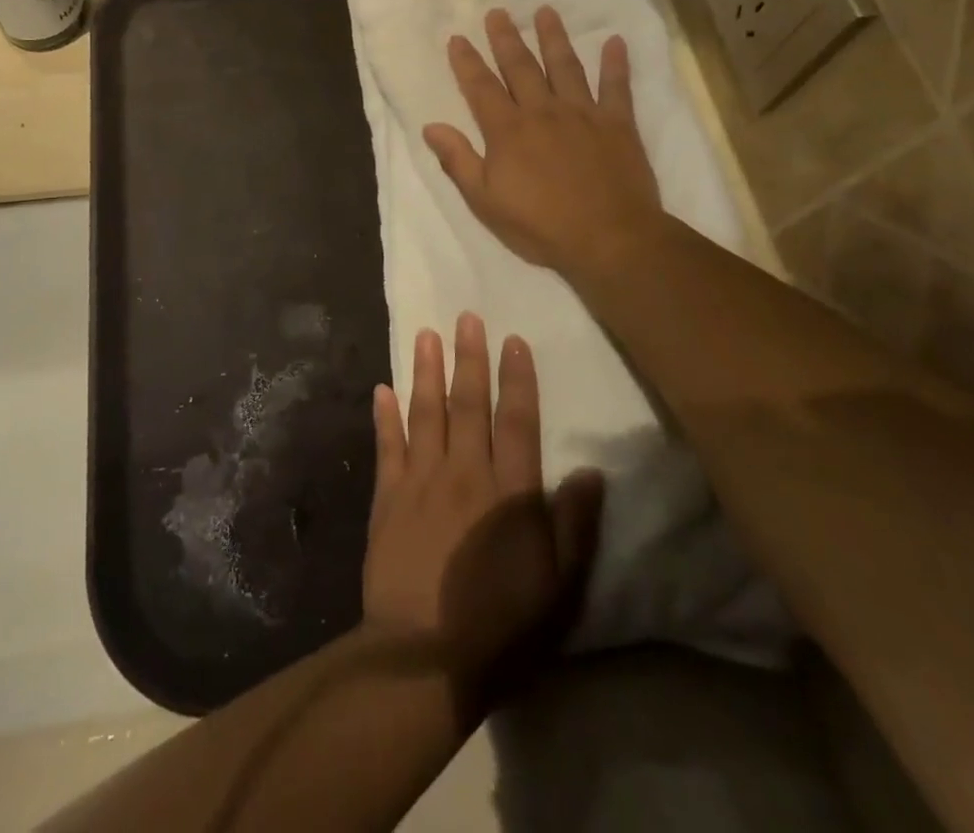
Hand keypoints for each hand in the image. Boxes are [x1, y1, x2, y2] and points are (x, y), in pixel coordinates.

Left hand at [364, 314, 603, 692]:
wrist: (425, 656)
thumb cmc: (502, 625)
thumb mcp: (560, 586)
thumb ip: (576, 526)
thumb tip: (592, 471)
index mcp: (509, 491)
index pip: (517, 420)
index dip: (517, 378)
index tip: (513, 340)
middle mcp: (464, 471)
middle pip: (468, 403)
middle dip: (468, 357)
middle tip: (466, 317)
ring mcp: (420, 479)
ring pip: (425, 412)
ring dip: (425, 371)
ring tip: (425, 334)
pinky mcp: (388, 496)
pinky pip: (386, 445)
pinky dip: (384, 415)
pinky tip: (382, 388)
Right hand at [422, 7, 663, 285]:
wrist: (609, 238)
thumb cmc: (540, 225)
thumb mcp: (485, 200)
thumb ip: (458, 160)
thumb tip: (431, 127)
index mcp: (507, 130)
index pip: (481, 87)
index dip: (467, 62)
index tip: (458, 38)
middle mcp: (543, 111)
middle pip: (521, 67)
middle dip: (506, 39)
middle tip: (498, 12)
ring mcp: (583, 114)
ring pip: (565, 66)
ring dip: (554, 38)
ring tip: (546, 11)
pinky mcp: (618, 124)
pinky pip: (617, 87)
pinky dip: (616, 64)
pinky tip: (615, 42)